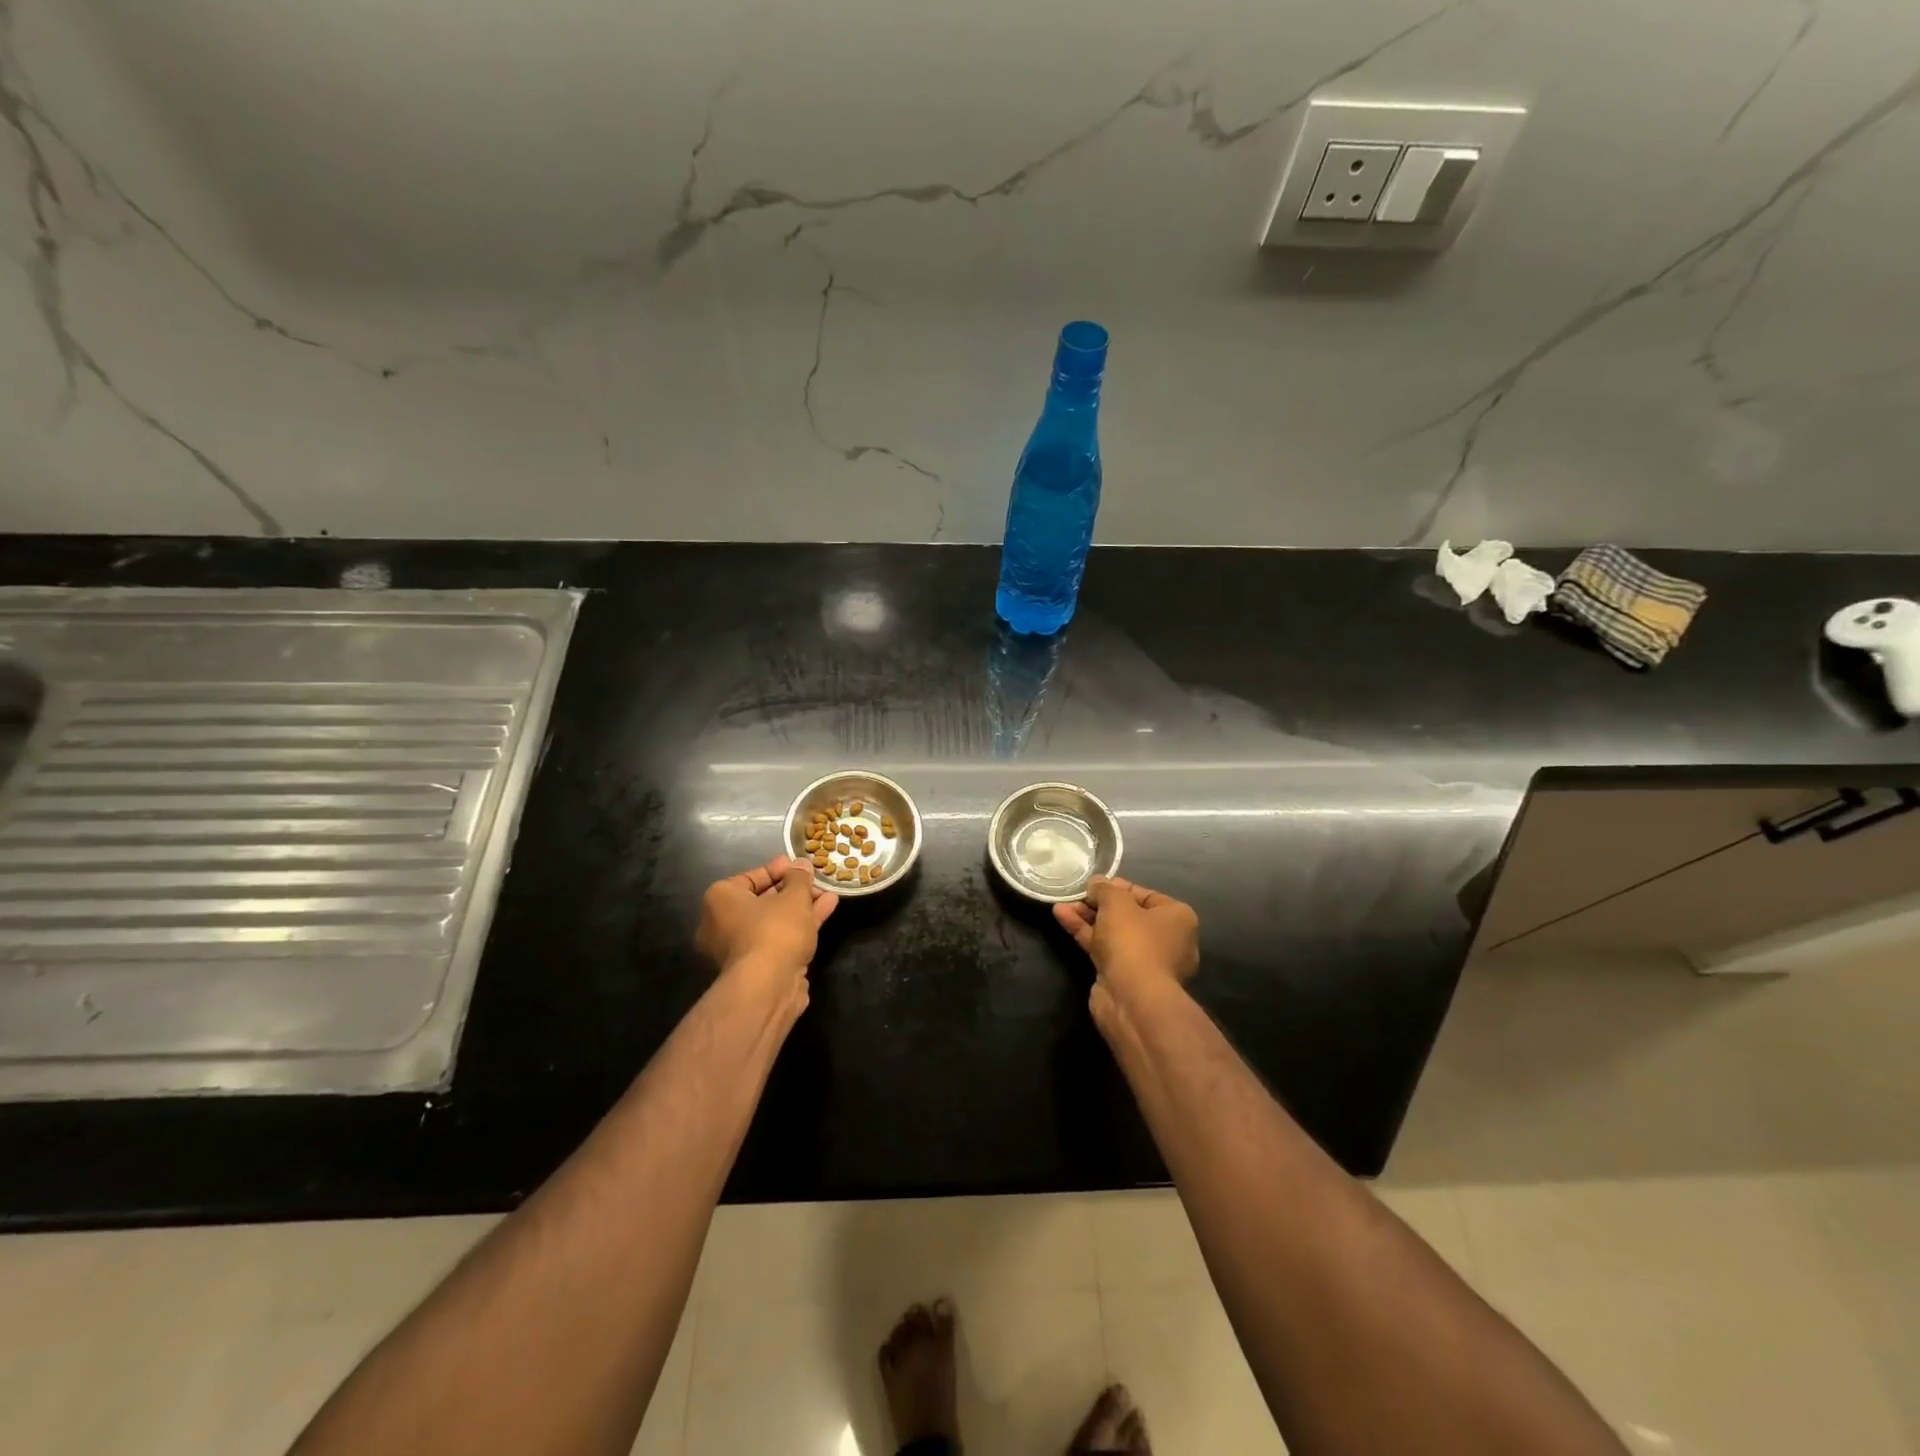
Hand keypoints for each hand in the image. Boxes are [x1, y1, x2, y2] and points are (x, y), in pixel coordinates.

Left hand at [696, 857, 837, 998]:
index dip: (778, 870)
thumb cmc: (774, 930)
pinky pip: (780, 938)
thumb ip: (799, 878)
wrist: (768, 987)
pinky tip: (826, 910)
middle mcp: (722, 924)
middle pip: (762, 901)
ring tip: (828, 893)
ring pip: (774, 921)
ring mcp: (740, 949)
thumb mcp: (793, 896)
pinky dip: (800, 925)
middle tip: (814, 881)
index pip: (749, 878)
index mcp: (720, 900)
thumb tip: (801, 865)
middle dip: (792, 890)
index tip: (798, 866)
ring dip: (801, 907)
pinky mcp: (758, 968)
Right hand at [1053, 876, 1198, 1012]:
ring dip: (1087, 918)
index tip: (1094, 884)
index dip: (1117, 887)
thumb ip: (1104, 889)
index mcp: (1177, 918)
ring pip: (1113, 933)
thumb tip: (1096, 883)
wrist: (1132, 998)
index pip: (1146, 895)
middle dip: (1098, 905)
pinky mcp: (1125, 977)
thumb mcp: (1117, 903)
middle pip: (1127, 915)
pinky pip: (1105, 949)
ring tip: (1061, 905)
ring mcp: (1145, 962)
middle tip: (1076, 895)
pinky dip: (1086, 935)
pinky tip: (1062, 918)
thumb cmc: (1133, 941)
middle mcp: (1167, 940)